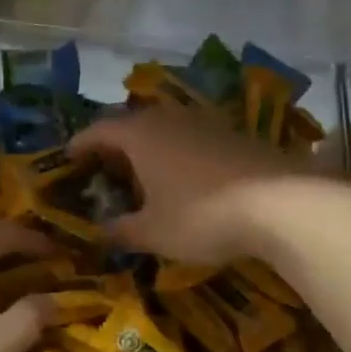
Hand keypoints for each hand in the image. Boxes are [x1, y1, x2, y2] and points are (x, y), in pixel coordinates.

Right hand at [71, 106, 304, 264]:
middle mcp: (169, 119)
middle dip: (115, 145)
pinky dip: (179, 154)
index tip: (68, 157)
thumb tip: (100, 232)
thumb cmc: (201, 215)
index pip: (98, 130)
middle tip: (105, 169)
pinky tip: (186, 178)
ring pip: (165, 130)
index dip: (80, 144)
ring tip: (144, 174)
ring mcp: (205, 123)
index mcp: (140, 135)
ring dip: (150, 148)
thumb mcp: (153, 232)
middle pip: (132, 125)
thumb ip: (121, 230)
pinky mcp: (235, 134)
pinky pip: (192, 139)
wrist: (282, 202)